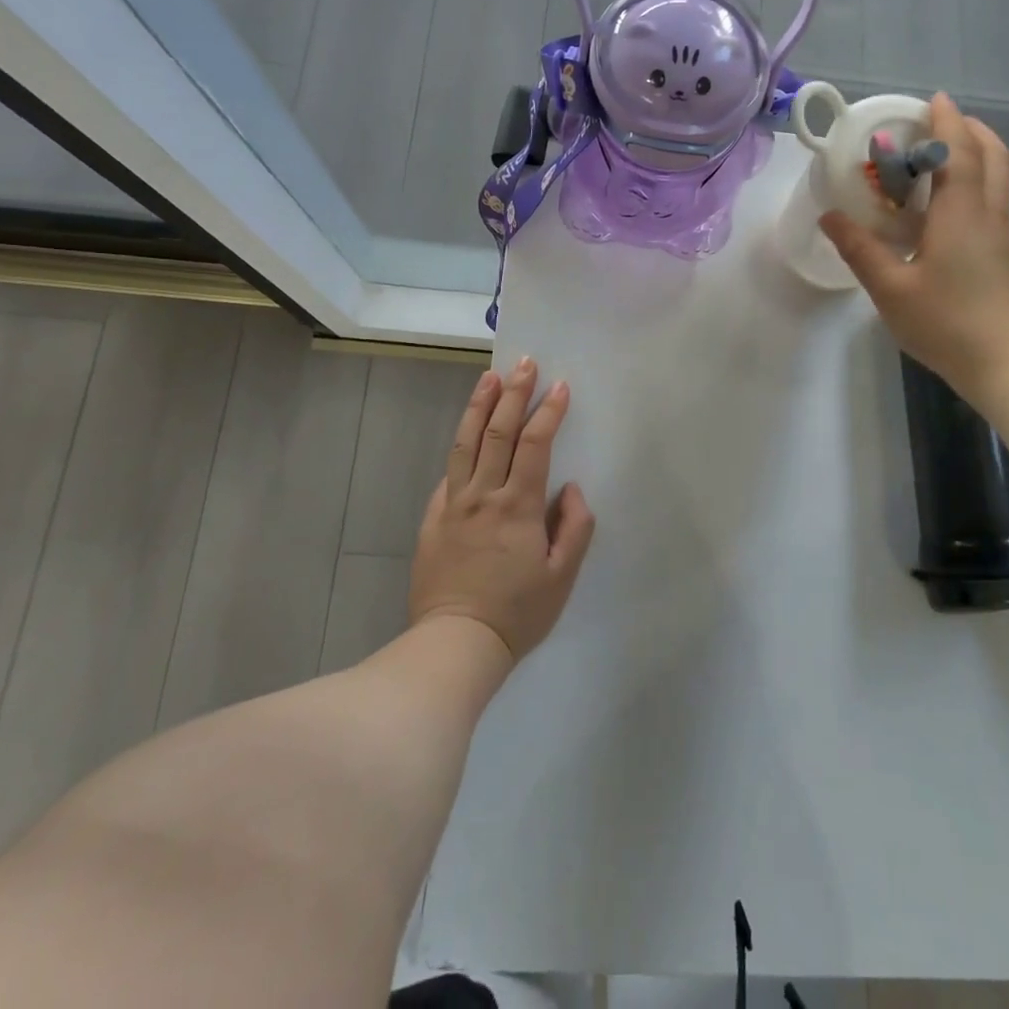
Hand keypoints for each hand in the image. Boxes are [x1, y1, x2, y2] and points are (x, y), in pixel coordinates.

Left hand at [409, 359, 595, 662]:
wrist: (455, 644)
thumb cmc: (518, 612)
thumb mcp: (562, 577)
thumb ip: (574, 527)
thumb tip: (570, 489)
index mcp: (518, 506)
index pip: (534, 444)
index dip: (548, 411)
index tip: (560, 386)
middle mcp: (483, 495)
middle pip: (497, 431)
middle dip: (513, 393)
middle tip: (524, 363)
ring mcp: (453, 505)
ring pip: (465, 444)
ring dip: (479, 406)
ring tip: (488, 377)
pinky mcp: (433, 519)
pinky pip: (448, 475)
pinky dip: (460, 449)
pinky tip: (466, 437)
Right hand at [820, 93, 1008, 391]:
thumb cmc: (950, 325)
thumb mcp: (892, 290)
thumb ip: (860, 250)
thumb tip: (830, 216)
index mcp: (963, 214)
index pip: (959, 151)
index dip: (946, 120)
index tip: (931, 98)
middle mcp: (990, 216)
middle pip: (992, 156)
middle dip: (968, 130)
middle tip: (935, 125)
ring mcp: (1003, 238)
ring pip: (996, 181)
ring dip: (972, 158)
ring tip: (933, 164)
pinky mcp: (1006, 260)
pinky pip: (990, 206)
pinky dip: (971, 188)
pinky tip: (940, 215)